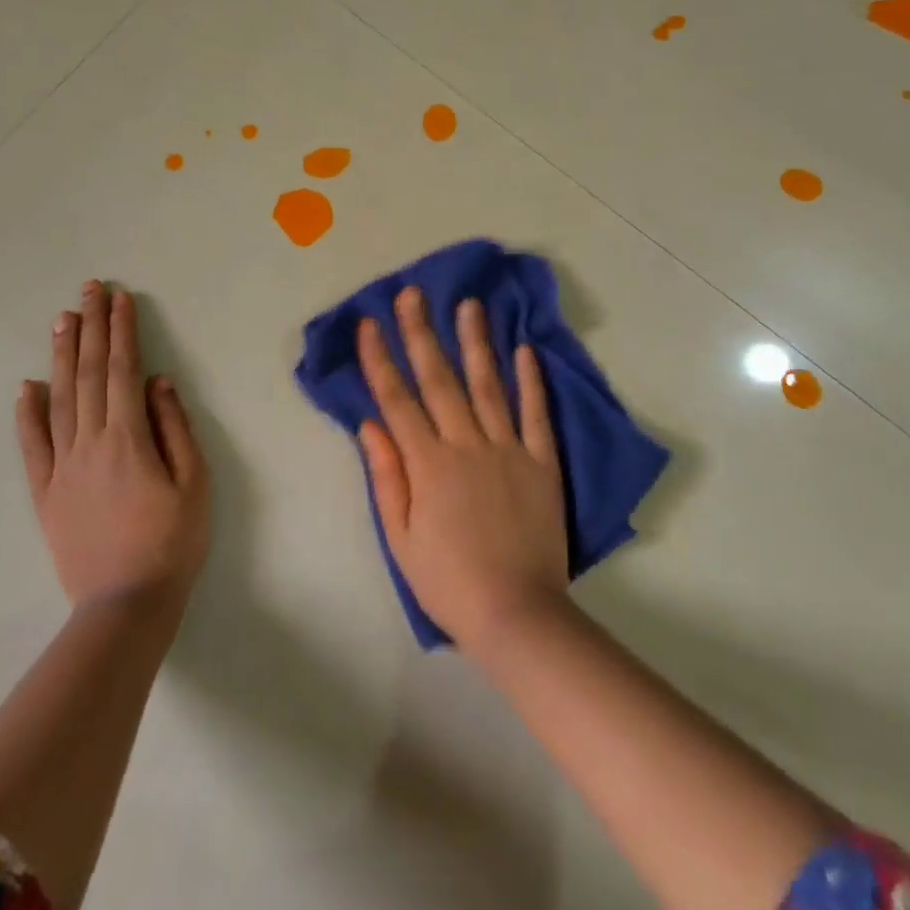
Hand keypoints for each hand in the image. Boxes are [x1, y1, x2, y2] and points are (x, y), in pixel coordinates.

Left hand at [16, 280, 209, 610]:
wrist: (125, 606)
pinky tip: (27, 386)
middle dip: (91, 328)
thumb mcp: (194, 483)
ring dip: (61, 356)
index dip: (121, 331)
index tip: (120, 298)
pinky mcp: (45, 492)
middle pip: (88, 374)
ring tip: (63, 319)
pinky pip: (32, 445)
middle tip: (89, 290)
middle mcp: (89, 442)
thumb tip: (157, 382)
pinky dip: (27, 413)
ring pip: (58, 399)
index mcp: (128, 438)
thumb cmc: (171, 543)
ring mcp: (61, 467)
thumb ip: (174, 427)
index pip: (122, 370)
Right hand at [357, 287, 567, 651]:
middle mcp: (466, 444)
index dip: (379, 359)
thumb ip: (386, 476)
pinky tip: (524, 349)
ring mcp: (507, 450)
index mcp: (427, 464)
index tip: (368, 323)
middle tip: (413, 294)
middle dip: (421, 333)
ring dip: (475, 341)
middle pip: (439, 379)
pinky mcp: (541, 463)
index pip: (397, 399)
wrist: (517, 615)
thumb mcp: (400, 537)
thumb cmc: (448, 581)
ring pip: (488, 384)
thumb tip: (369, 424)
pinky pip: (535, 414)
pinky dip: (530, 380)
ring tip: (469, 304)